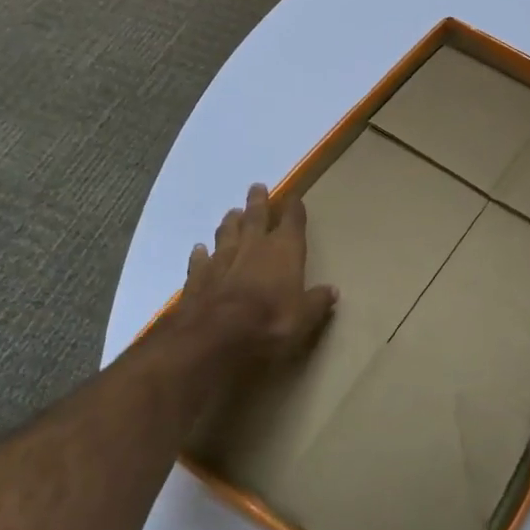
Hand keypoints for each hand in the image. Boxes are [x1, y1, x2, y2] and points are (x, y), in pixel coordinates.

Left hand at [174, 183, 336, 374]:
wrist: (211, 342)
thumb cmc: (268, 326)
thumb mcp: (303, 320)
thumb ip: (317, 303)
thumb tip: (333, 290)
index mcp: (284, 252)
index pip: (292, 222)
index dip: (294, 208)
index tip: (294, 197)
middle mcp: (253, 248)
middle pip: (256, 218)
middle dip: (258, 202)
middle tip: (257, 187)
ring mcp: (221, 261)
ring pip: (227, 234)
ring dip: (231, 223)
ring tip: (233, 213)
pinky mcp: (196, 279)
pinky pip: (200, 260)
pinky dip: (201, 253)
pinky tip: (199, 249)